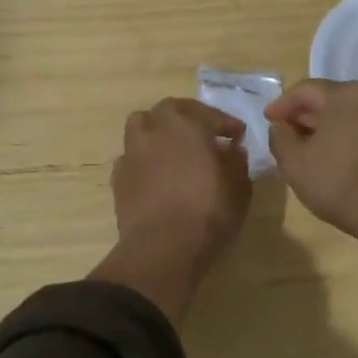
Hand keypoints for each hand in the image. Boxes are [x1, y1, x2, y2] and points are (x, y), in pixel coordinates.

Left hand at [91, 99, 252, 324]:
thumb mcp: (239, 187)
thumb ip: (237, 162)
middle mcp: (156, 129)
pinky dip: (146, 158)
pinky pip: (133, 156)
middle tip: (204, 134)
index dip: (227, 123)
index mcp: (187, 125)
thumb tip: (232, 150)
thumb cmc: (208, 212)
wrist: (162, 248)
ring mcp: (132, 152)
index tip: (238, 135)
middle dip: (188, 117)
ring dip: (159, 131)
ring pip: (142, 126)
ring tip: (174, 149)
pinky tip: (157, 174)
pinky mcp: (118, 176)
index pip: (210, 114)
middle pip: (170, 110)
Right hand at [265, 80, 357, 298]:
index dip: (282, 104)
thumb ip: (280, 138)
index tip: (267, 119)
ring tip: (307, 145)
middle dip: (304, 113)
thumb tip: (280, 127)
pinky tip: (334, 154)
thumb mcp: (294, 163)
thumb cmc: (339, 182)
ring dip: (325, 125)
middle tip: (286, 131)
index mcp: (343, 94)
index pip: (304, 89)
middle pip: (329, 97)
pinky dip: (345, 134)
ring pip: (348, 113)